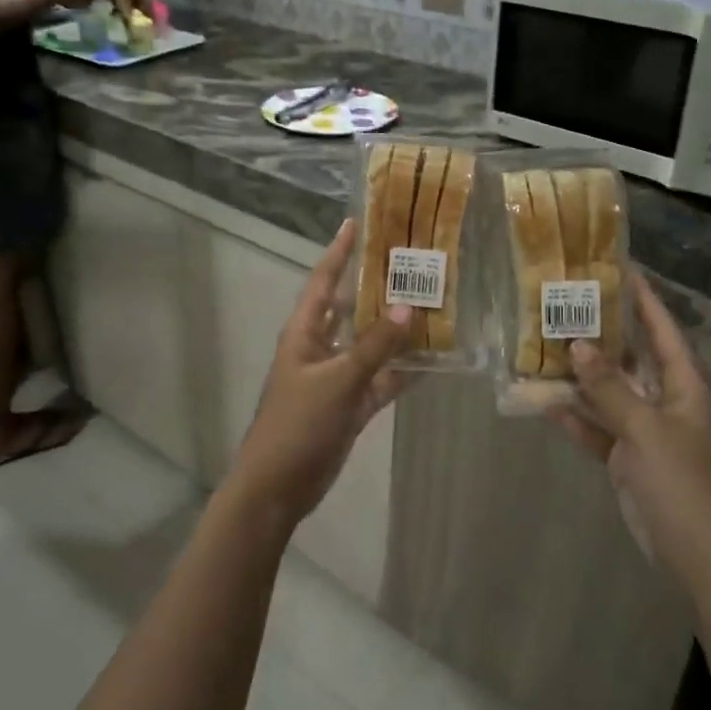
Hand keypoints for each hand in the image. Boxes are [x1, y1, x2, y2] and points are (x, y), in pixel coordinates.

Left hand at [229, 219, 410, 526]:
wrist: (278, 487)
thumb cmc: (298, 424)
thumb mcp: (337, 380)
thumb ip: (374, 346)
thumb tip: (410, 307)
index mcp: (304, 332)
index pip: (322, 281)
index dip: (338, 251)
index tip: (356, 222)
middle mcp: (320, 347)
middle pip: (351, 308)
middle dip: (377, 287)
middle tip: (411, 263)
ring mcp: (336, 377)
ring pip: (370, 344)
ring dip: (395, 330)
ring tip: (432, 305)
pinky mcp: (350, 405)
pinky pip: (380, 380)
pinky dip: (401, 372)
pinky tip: (431, 360)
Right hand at [548, 272, 710, 576]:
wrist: (689, 548)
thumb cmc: (677, 478)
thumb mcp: (644, 427)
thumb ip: (609, 387)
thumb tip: (578, 346)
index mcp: (684, 386)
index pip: (663, 332)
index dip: (645, 301)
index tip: (622, 270)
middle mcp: (665, 400)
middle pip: (633, 358)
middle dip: (604, 335)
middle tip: (571, 306)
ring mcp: (645, 429)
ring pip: (610, 393)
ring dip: (582, 377)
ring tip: (548, 347)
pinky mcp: (627, 456)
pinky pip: (598, 427)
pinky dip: (576, 417)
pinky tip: (545, 402)